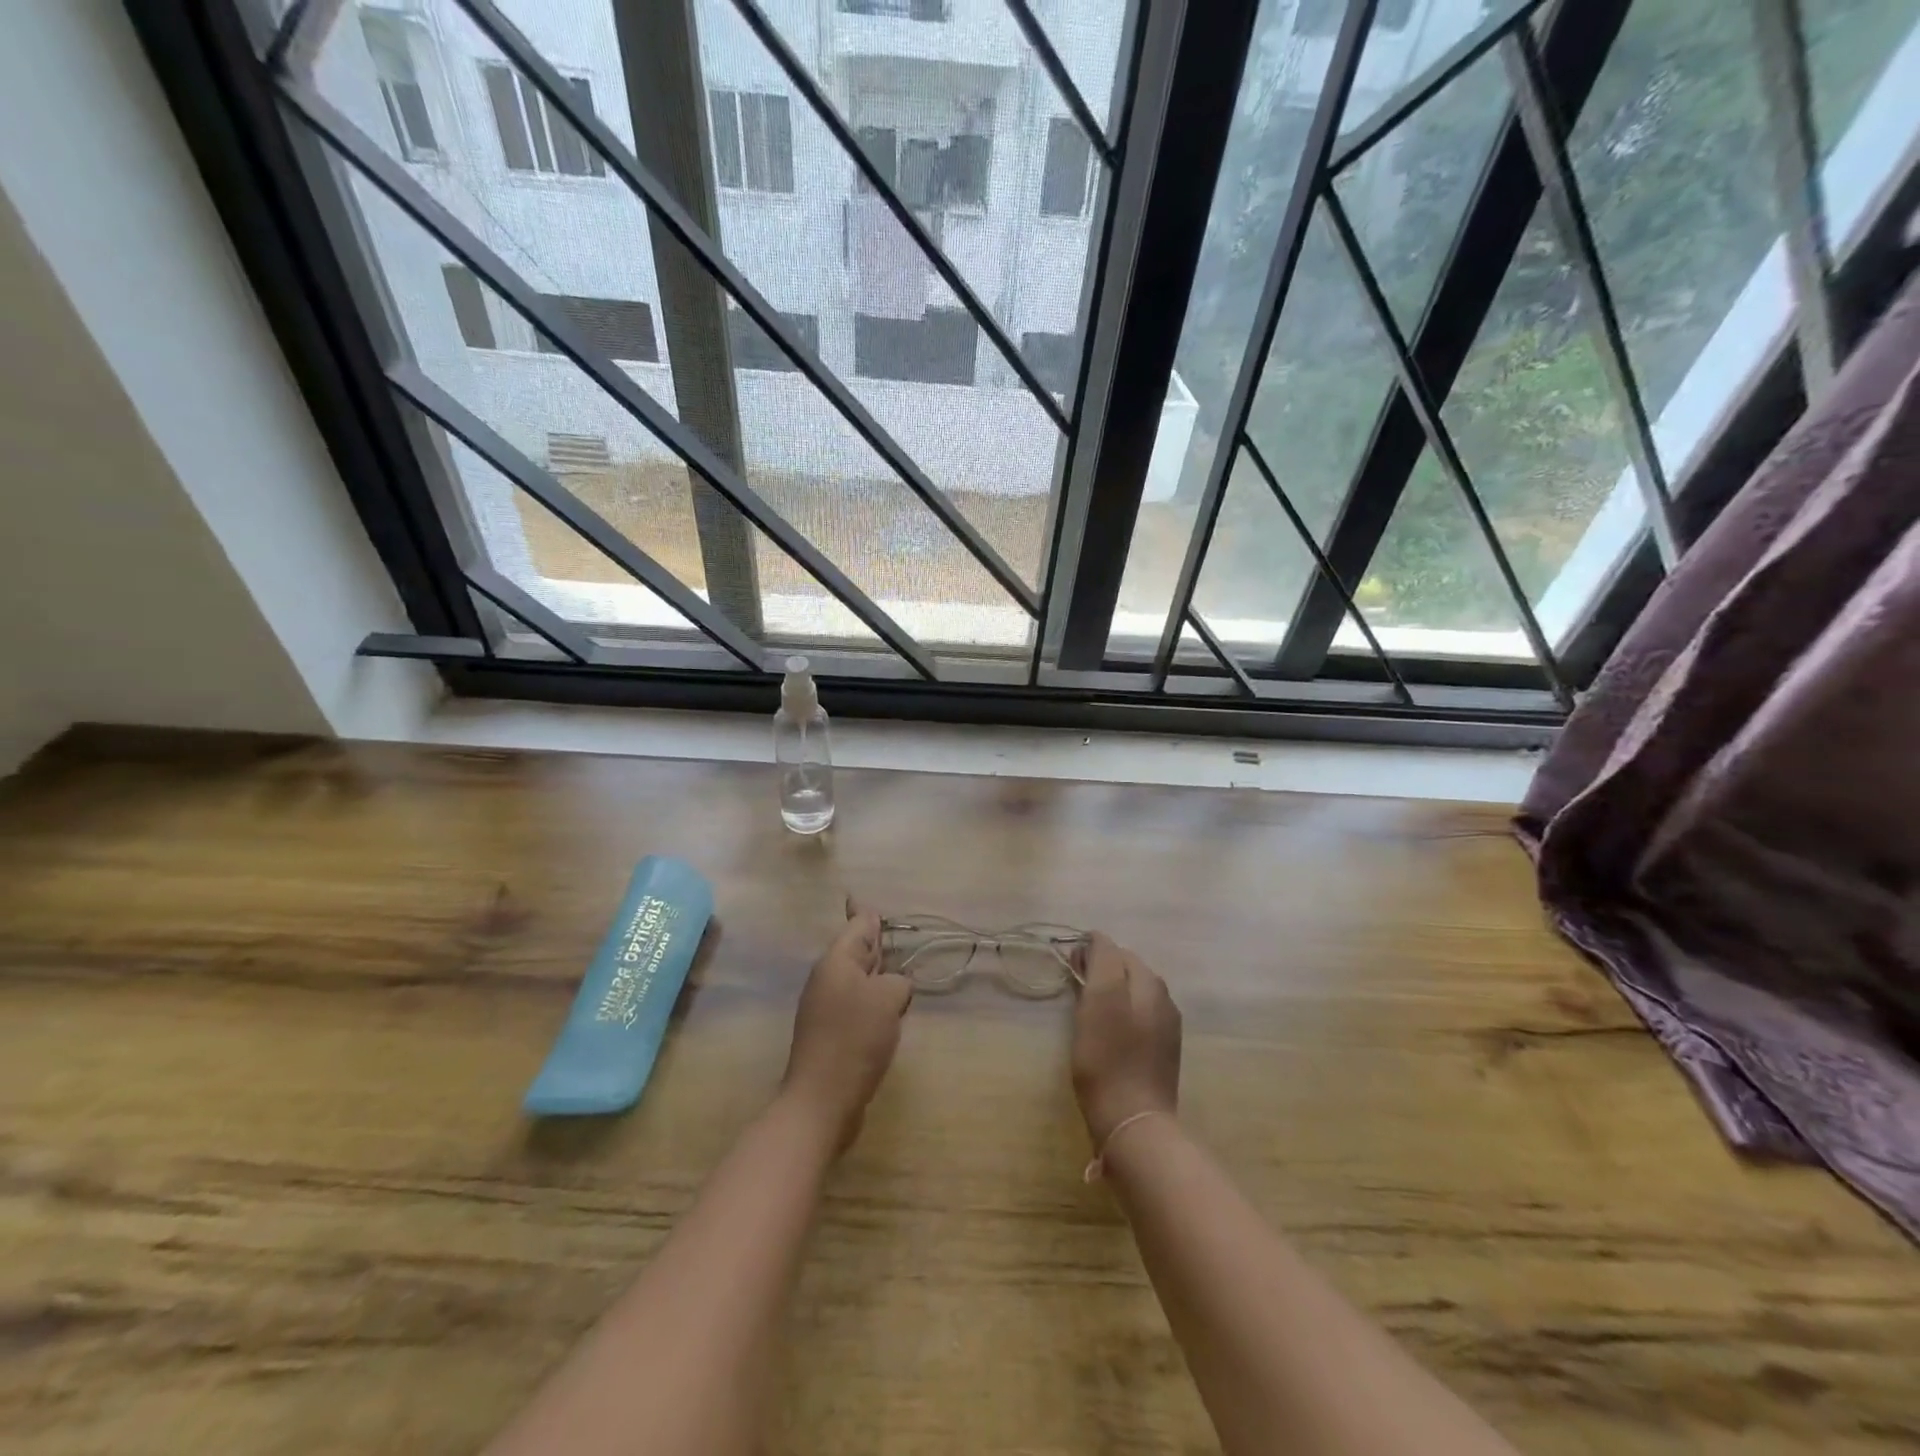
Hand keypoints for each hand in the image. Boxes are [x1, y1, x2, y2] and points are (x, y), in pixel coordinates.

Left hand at [781, 898, 911, 1152]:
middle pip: (857, 952)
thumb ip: (898, 980)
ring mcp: (826, 1009)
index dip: (868, 913)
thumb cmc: (854, 1039)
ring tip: (902, 978)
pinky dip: (875, 1006)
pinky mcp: (831, 1036)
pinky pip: (857, 1008)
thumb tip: (895, 987)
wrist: (822, 1101)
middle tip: (897, 937)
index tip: (866, 900)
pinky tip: (890, 1016)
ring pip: (859, 982)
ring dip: (879, 979)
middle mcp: (828, 980)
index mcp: (836, 962)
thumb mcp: (887, 998)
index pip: (857, 926)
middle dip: (877, 945)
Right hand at [1071, 932, 1180, 1146]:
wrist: (1133, 1121)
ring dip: (1110, 992)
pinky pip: (1138, 1017)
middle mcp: (1164, 997)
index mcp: (1149, 982)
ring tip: (1087, 1011)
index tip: (1067, 968)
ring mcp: (1166, 1026)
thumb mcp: (1099, 1000)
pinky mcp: (1162, 1051)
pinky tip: (1107, 1033)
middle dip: (1100, 970)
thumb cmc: (1108, 1058)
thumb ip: (1101, 961)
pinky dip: (1120, 1014)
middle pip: (1126, 969)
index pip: (1114, 948)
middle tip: (1074, 989)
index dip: (1088, 952)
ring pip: (1132, 993)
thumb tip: (1097, 939)